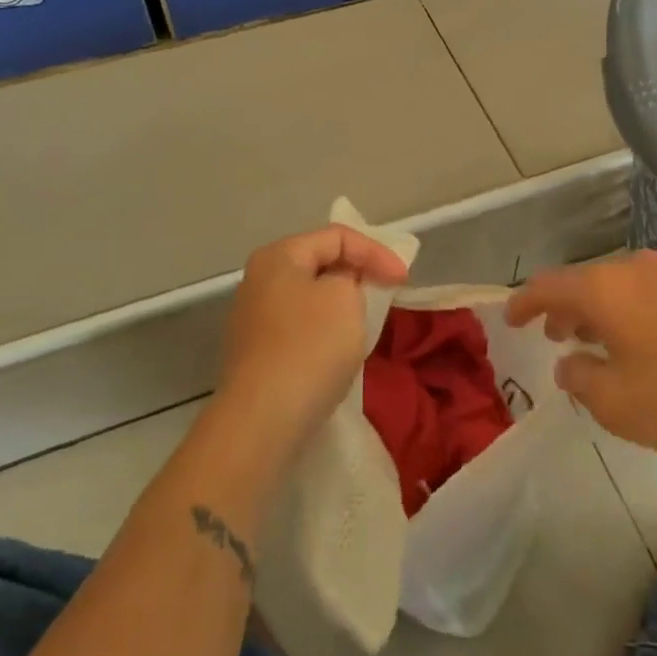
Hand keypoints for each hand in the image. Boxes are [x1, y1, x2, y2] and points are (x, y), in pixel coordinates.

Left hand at [215, 224, 408, 457]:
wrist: (263, 419)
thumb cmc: (310, 346)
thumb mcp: (346, 297)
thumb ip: (352, 278)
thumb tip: (340, 286)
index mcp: (278, 256)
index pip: (337, 236)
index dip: (375, 252)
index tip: (402, 280)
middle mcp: (259, 280)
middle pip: (320, 264)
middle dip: (357, 274)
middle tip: (387, 292)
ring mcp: (253, 319)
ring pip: (310, 298)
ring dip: (342, 304)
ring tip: (367, 319)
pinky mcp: (257, 354)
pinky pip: (300, 328)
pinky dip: (325, 330)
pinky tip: (339, 350)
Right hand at [505, 250, 656, 456]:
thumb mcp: (620, 404)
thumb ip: (582, 381)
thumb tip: (569, 364)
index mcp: (603, 289)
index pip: (547, 286)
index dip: (524, 302)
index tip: (510, 318)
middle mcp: (633, 270)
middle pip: (584, 283)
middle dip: (564, 310)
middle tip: (555, 336)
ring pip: (619, 288)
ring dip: (599, 313)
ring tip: (596, 343)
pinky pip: (649, 295)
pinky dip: (631, 315)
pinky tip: (646, 346)